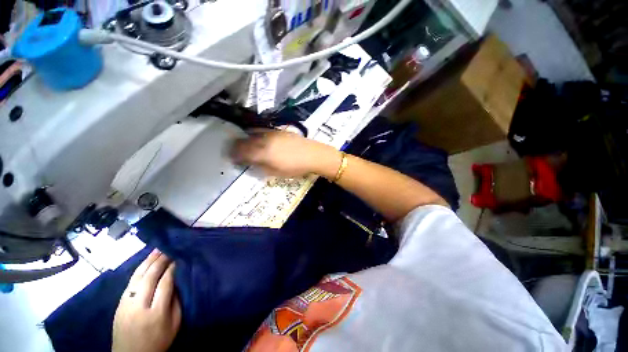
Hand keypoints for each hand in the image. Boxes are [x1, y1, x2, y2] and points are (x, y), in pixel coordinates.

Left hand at [112, 249, 180, 351]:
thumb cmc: (158, 341)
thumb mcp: (174, 324)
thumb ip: (176, 302)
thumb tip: (177, 281)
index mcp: (157, 312)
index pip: (165, 283)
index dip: (172, 268)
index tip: (178, 257)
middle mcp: (140, 305)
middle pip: (150, 277)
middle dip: (160, 260)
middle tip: (168, 248)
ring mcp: (126, 304)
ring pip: (137, 277)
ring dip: (148, 261)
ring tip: (157, 249)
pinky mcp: (119, 304)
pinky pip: (130, 283)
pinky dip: (138, 270)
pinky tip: (145, 263)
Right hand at [231, 129, 340, 178]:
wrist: (312, 155)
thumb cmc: (295, 167)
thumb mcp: (276, 172)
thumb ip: (260, 166)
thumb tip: (249, 162)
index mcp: (263, 153)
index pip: (242, 152)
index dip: (234, 155)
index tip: (232, 158)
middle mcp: (264, 140)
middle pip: (245, 141)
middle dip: (237, 146)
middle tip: (235, 151)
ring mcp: (271, 133)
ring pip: (252, 134)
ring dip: (245, 139)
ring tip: (244, 145)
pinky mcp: (278, 130)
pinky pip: (262, 131)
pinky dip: (255, 135)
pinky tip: (257, 138)